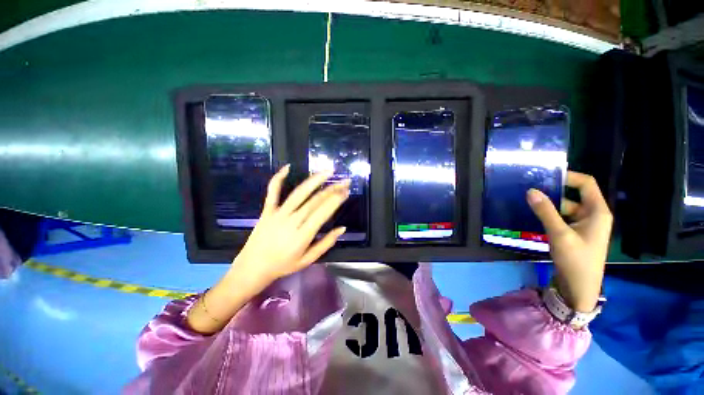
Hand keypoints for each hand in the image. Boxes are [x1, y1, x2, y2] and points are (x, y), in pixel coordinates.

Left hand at [232, 164, 349, 287]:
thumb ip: (326, 243)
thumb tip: (342, 228)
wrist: (252, 268)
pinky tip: (288, 167)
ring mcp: (278, 214)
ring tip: (327, 171)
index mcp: (303, 235)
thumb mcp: (308, 260)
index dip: (336, 200)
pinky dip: (278, 178)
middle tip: (345, 181)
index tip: (346, 191)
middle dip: (332, 189)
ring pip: (299, 193)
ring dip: (314, 180)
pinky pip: (272, 192)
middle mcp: (292, 221)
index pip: (323, 212)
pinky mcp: (267, 210)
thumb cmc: (283, 265)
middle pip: (315, 201)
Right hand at [527, 171, 612, 311]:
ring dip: (549, 205)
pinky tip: (534, 216)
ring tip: (528, 202)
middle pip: (574, 195)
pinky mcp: (575, 233)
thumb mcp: (560, 234)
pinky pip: (562, 218)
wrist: (579, 288)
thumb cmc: (576, 260)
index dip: (568, 177)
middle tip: (530, 190)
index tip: (545, 176)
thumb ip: (545, 211)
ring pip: (565, 208)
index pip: (586, 184)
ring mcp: (584, 225)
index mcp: (597, 211)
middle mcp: (593, 215)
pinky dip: (549, 216)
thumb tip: (530, 191)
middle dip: (553, 192)